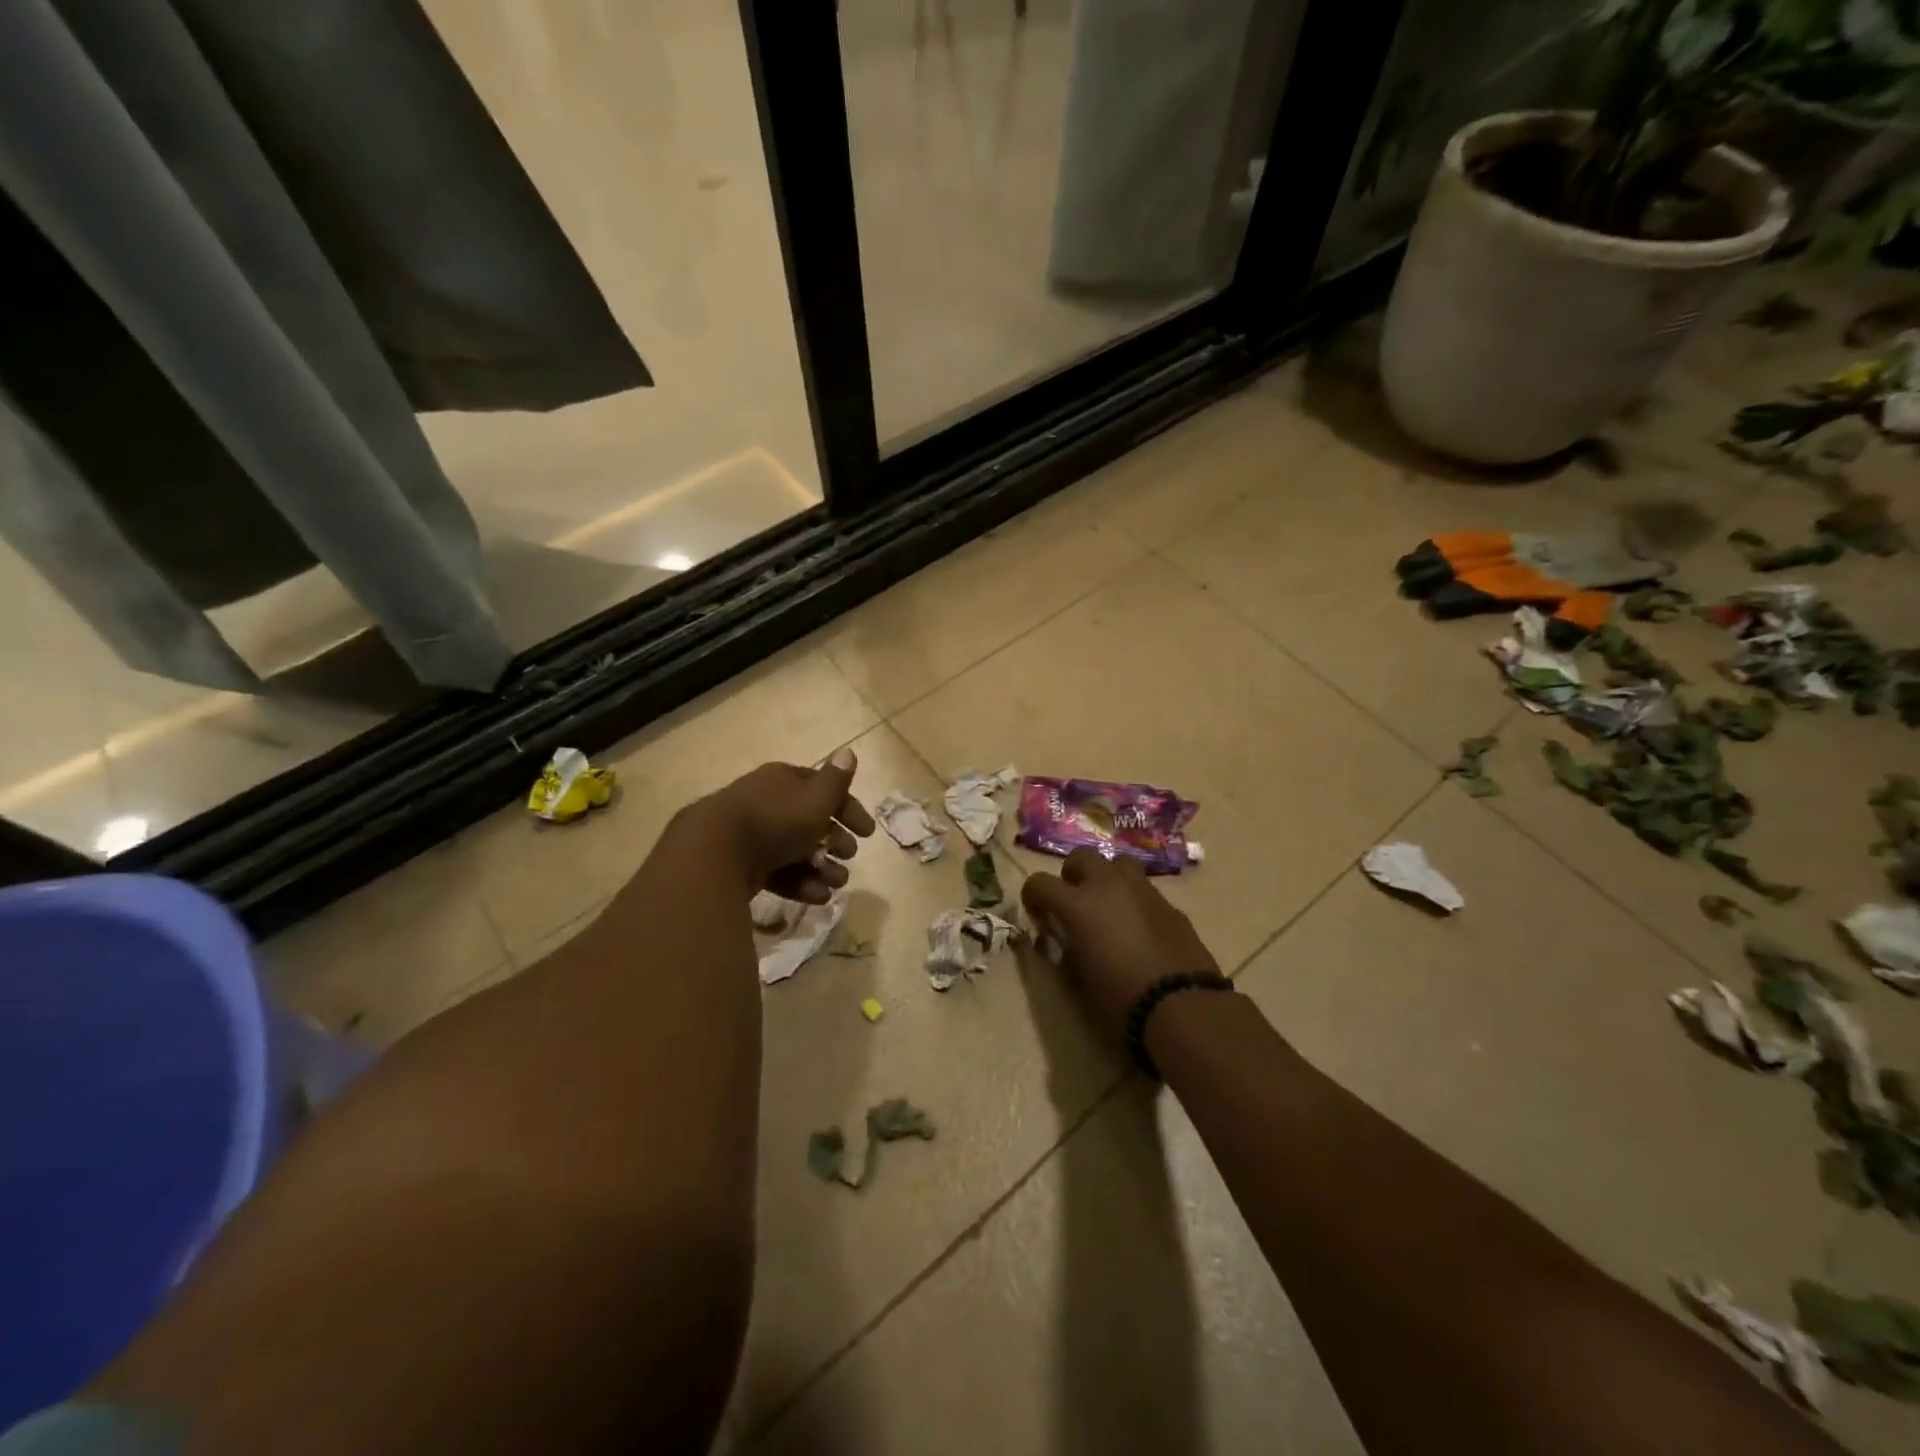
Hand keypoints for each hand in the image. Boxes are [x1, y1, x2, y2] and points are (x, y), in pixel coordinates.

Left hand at [684, 747, 875, 903]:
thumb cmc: (775, 820)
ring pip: (795, 850)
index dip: (848, 808)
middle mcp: (767, 803)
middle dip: (835, 841)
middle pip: (809, 822)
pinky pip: (778, 873)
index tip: (868, 832)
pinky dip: (800, 883)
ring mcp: (752, 835)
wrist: (715, 853)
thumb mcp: (815, 798)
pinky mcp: (742, 865)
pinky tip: (817, 897)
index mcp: (783, 781)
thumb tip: (848, 751)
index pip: (822, 789)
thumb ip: (836, 780)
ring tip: (837, 884)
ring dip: (822, 867)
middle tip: (850, 856)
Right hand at [1021, 848, 1219, 1040]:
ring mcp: (1143, 890)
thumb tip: (1063, 942)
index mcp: (1079, 904)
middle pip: (1082, 856)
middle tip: (1074, 900)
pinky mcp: (1169, 903)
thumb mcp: (1079, 980)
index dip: (1032, 896)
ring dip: (1107, 878)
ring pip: (1119, 863)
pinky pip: (1144, 889)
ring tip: (1108, 905)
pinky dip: (1134, 900)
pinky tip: (1139, 928)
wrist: (1182, 1006)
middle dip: (1072, 874)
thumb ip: (1066, 951)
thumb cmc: (1120, 998)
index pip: (1040, 883)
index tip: (1037, 913)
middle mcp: (1109, 886)